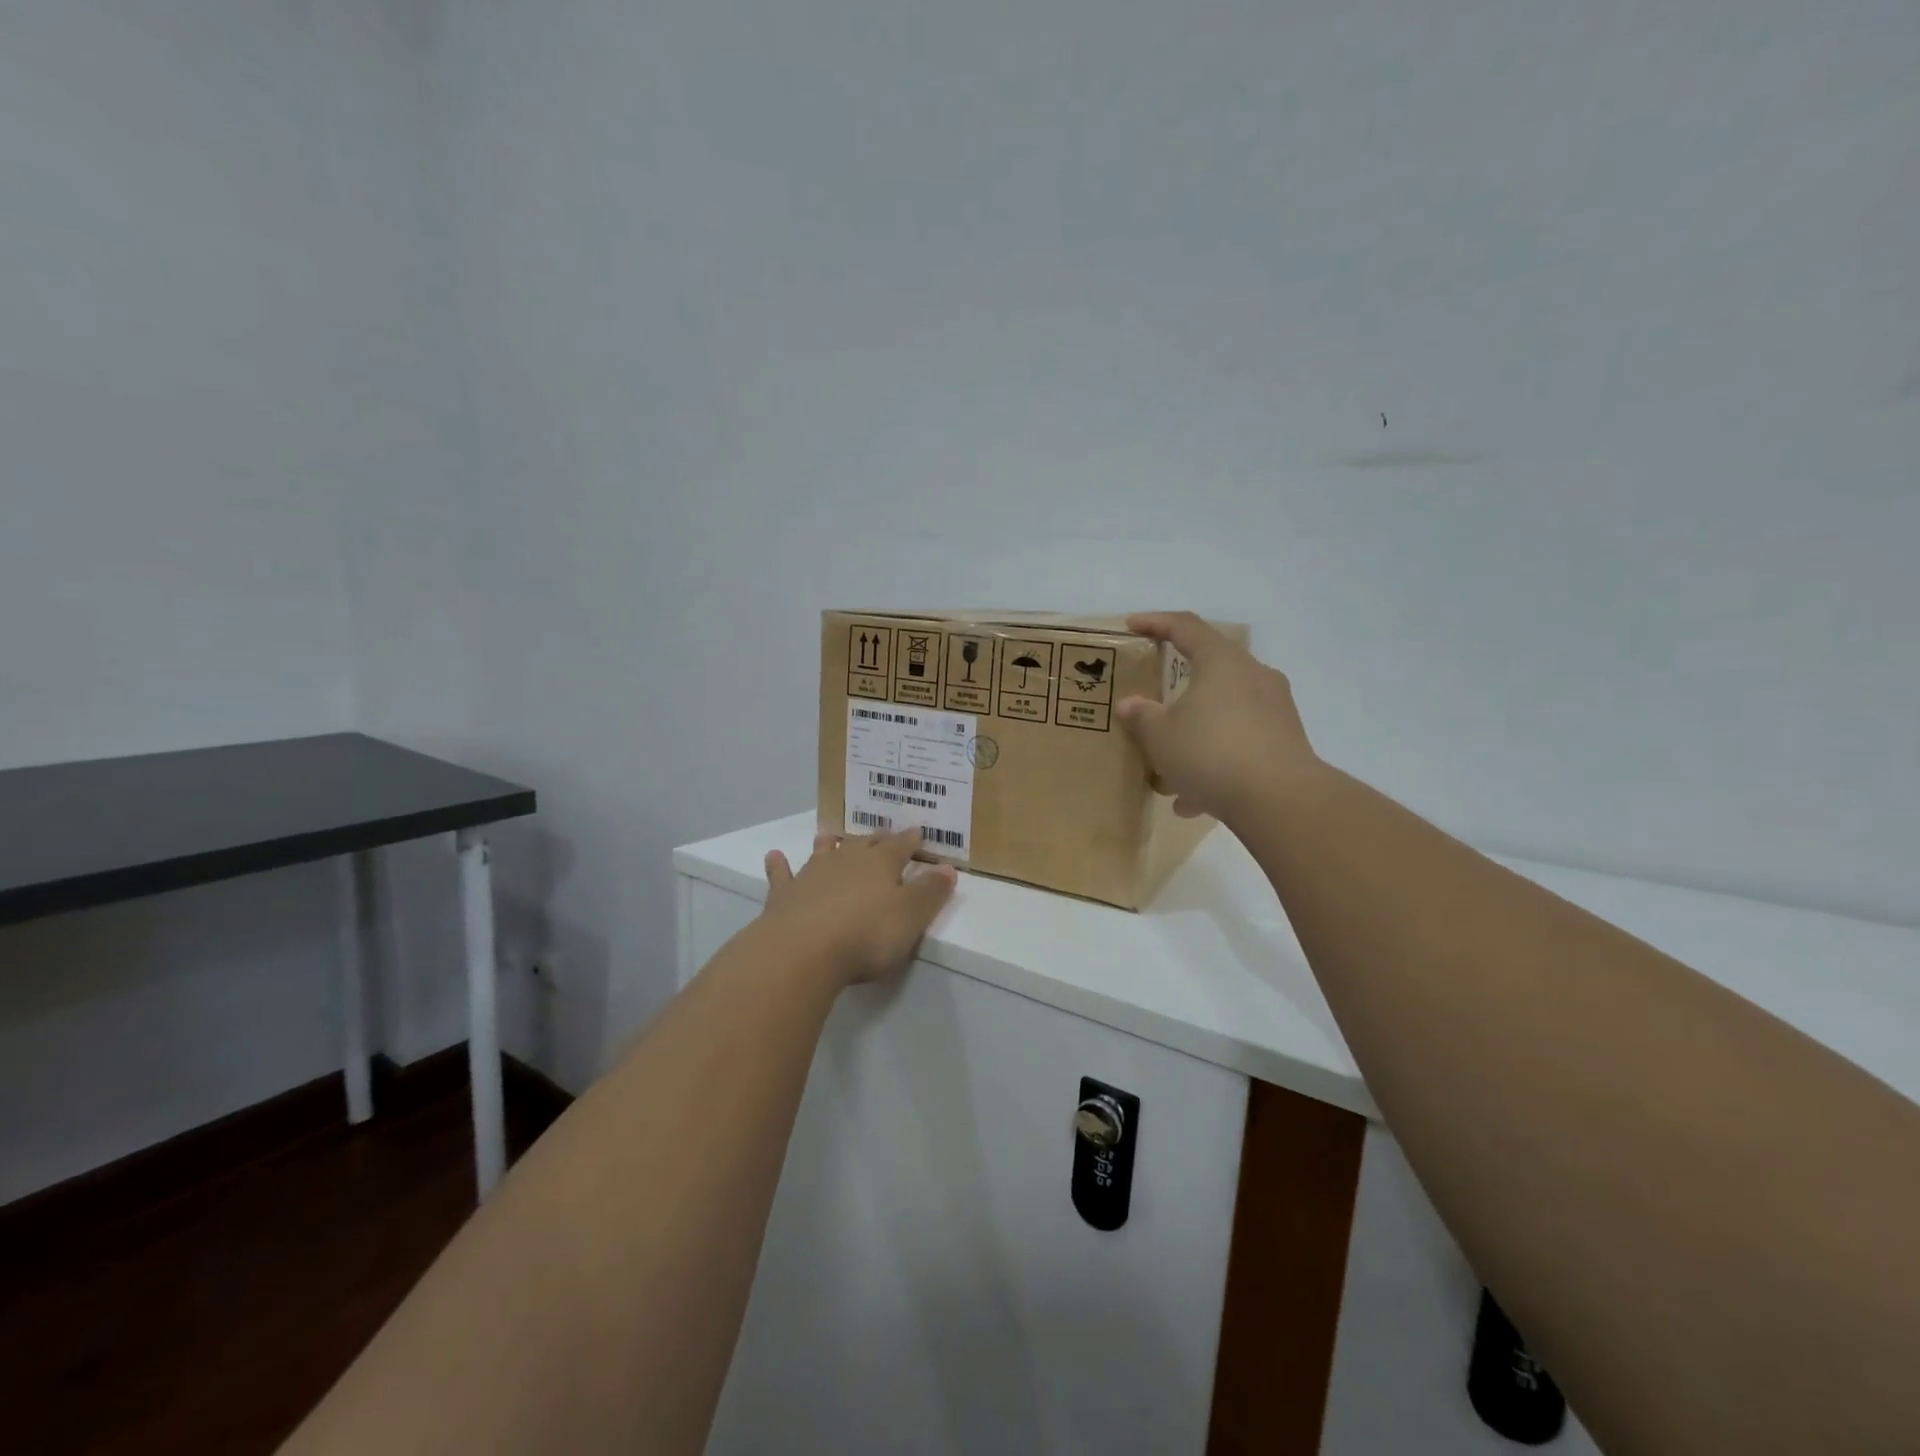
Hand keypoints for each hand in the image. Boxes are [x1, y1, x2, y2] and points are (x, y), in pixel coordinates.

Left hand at [760, 828, 957, 985]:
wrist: (802, 951)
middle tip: (881, 834)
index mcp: (880, 864)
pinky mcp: (784, 895)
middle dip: (874, 839)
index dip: (910, 840)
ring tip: (832, 836)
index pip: (900, 846)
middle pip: (863, 844)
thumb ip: (930, 892)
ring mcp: (812, 875)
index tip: (918, 832)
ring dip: (830, 844)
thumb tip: (949, 868)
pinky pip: (782, 874)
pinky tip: (774, 856)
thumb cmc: (866, 935)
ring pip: (824, 852)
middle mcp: (846, 861)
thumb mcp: (911, 917)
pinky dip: (779, 865)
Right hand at [1115, 611, 1319, 824]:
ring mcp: (1275, 709)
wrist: (1280, 800)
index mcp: (1222, 662)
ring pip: (1223, 713)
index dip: (1156, 622)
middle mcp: (1254, 676)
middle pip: (1209, 671)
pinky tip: (1195, 800)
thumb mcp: (1161, 736)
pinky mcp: (1286, 741)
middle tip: (1153, 705)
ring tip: (1169, 772)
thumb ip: (1142, 716)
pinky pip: (1240, 742)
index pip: (1186, 626)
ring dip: (1195, 736)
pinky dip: (1216, 761)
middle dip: (1177, 692)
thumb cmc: (1211, 753)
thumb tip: (1131, 704)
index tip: (1132, 625)